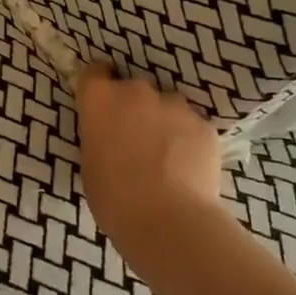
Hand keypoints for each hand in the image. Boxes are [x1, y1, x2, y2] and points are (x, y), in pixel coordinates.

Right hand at [75, 66, 226, 257]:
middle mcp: (136, 91)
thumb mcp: (91, 163)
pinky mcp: (204, 125)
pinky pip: (192, 126)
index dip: (98, 85)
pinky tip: (188, 168)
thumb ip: (99, 137)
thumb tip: (111, 137)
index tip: (102, 104)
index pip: (94, 72)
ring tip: (167, 156)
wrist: (168, 222)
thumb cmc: (114, 198)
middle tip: (135, 139)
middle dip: (134, 107)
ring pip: (167, 105)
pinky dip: (189, 140)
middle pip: (133, 89)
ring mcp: (174, 105)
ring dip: (164, 121)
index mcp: (100, 99)